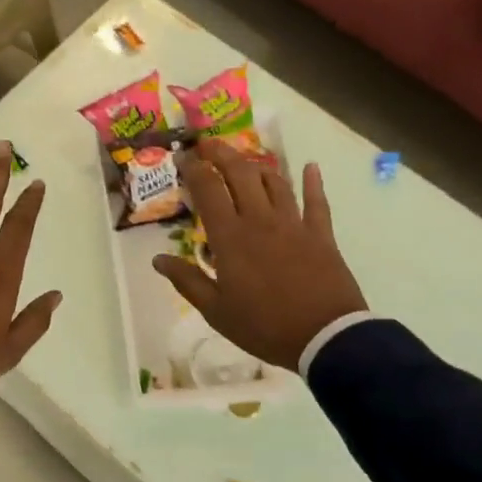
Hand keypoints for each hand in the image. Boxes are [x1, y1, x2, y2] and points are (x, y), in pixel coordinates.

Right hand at [152, 139, 366, 372]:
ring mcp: (293, 223)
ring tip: (246, 160)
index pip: (208, 190)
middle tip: (209, 144)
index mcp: (230, 237)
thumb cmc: (264, 326)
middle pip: (240, 174)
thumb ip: (187, 281)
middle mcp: (260, 220)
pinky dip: (313, 182)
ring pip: (275, 182)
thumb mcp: (216, 311)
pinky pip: (317, 201)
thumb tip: (158, 259)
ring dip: (258, 166)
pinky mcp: (321, 234)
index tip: (184, 158)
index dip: (194, 169)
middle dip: (222, 154)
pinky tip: (310, 167)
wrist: (323, 337)